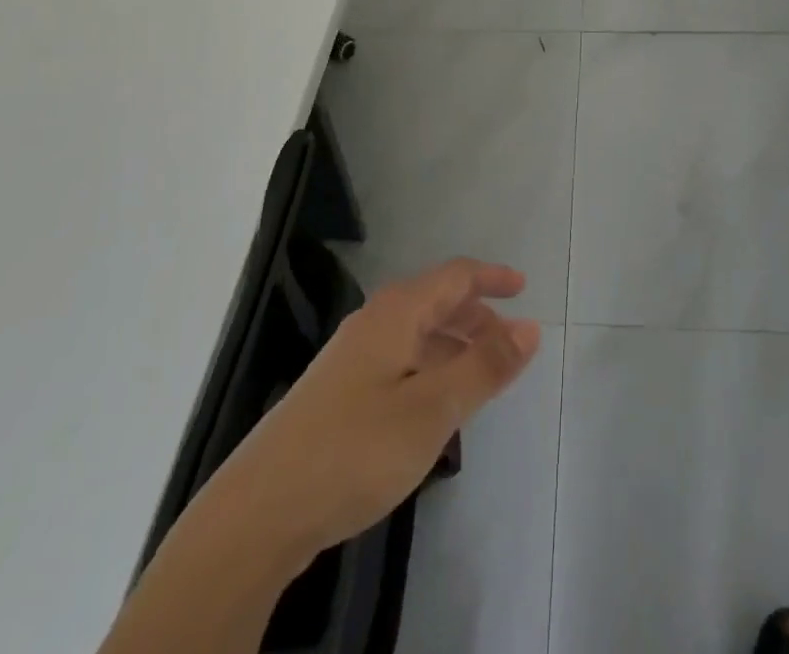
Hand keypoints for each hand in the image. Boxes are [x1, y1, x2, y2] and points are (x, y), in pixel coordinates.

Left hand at [204, 257, 540, 571]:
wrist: (259, 513)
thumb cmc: (355, 449)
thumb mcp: (432, 408)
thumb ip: (483, 366)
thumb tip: (530, 327)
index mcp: (396, 313)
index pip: (454, 276)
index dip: (491, 278)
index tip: (524, 288)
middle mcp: (373, 324)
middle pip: (435, 302)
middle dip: (476, 316)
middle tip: (510, 345)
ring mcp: (351, 360)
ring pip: (416, 335)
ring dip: (454, 346)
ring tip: (482, 378)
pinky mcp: (339, 395)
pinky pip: (400, 363)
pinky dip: (430, 370)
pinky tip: (435, 409)